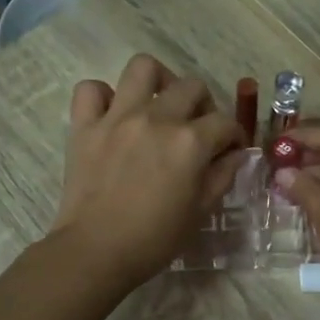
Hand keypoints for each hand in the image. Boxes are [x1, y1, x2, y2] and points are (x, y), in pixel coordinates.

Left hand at [52, 54, 245, 287]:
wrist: (96, 252)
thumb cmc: (155, 239)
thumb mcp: (201, 211)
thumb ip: (222, 176)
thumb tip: (234, 154)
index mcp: (190, 142)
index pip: (225, 122)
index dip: (233, 135)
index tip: (230, 149)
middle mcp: (157, 119)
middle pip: (191, 86)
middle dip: (204, 103)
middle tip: (197, 126)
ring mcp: (118, 117)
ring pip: (142, 67)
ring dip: (158, 80)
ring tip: (158, 101)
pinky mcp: (85, 126)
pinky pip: (90, 90)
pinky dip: (103, 96)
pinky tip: (112, 114)